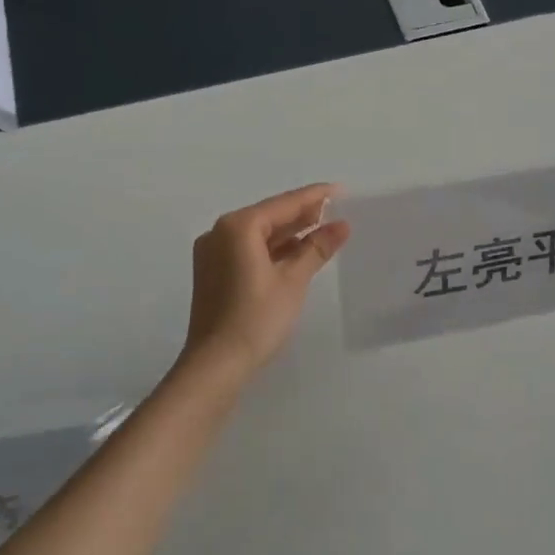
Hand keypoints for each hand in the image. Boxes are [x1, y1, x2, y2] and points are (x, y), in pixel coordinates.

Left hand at [181, 183, 352, 378]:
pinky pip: (248, 250)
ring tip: (323, 230)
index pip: (283, 204)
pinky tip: (296, 253)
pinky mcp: (214, 273)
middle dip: (302, 214)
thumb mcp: (293, 280)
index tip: (340, 190)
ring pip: (258, 234)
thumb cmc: (257, 318)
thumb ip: (316, 248)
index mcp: (238, 227)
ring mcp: (213, 253)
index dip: (314, 197)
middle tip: (336, 211)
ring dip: (289, 233)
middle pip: (269, 216)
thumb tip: (341, 225)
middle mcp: (220, 232)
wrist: (216, 364)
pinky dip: (273, 250)